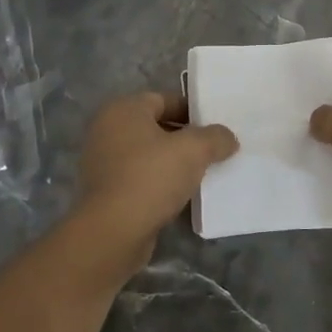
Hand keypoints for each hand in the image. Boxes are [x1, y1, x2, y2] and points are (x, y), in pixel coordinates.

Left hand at [72, 92, 238, 266]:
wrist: (113, 232)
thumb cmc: (151, 178)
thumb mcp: (194, 150)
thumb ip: (215, 137)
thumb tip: (228, 137)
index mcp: (123, 110)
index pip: (164, 100)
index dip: (193, 111)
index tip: (216, 128)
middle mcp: (107, 130)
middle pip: (156, 127)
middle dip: (185, 139)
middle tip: (214, 151)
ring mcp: (103, 162)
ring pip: (148, 155)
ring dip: (173, 163)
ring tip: (202, 174)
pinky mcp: (106, 191)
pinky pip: (140, 178)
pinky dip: (159, 183)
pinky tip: (182, 196)